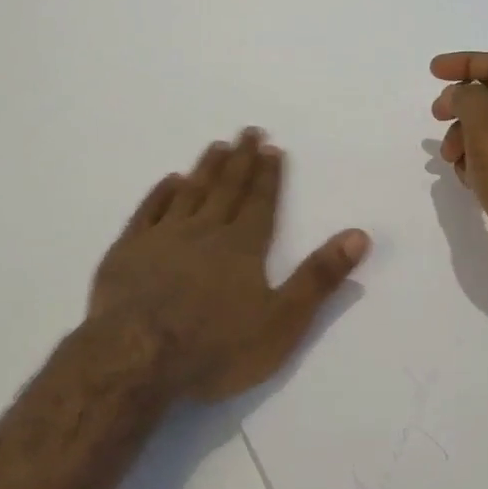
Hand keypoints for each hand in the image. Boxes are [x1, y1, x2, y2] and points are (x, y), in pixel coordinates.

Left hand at [90, 129, 369, 402]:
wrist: (135, 357)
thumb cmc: (215, 347)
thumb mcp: (282, 321)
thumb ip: (319, 278)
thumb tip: (359, 235)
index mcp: (242, 246)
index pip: (260, 202)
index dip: (268, 175)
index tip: (272, 147)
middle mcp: (204, 231)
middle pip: (227, 188)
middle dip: (241, 159)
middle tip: (248, 131)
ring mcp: (163, 237)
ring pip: (190, 192)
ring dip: (205, 168)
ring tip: (216, 146)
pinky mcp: (128, 250)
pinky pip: (148, 211)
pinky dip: (160, 193)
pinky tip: (169, 180)